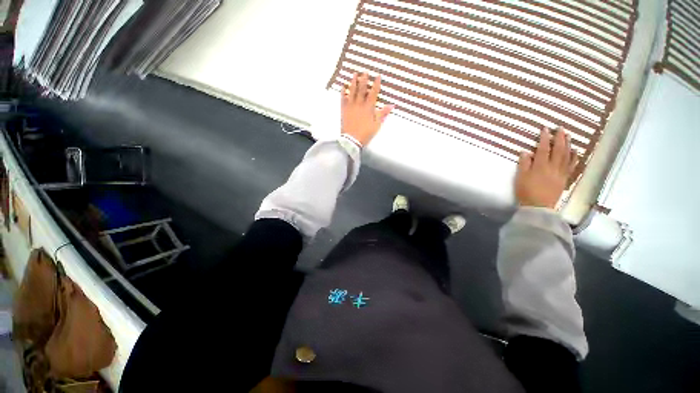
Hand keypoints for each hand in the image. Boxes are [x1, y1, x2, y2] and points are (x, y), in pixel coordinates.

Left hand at [341, 72, 393, 145]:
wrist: (352, 139)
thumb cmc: (366, 133)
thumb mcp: (377, 124)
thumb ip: (383, 114)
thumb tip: (392, 105)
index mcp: (369, 107)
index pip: (373, 93)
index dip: (376, 84)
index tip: (378, 76)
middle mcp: (359, 104)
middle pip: (362, 89)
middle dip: (364, 79)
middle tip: (365, 71)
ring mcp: (351, 106)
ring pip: (352, 91)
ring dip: (353, 82)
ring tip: (354, 74)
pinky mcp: (344, 110)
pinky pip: (343, 98)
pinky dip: (343, 92)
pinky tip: (343, 86)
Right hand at [515, 127, 578, 208]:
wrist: (538, 206)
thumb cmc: (526, 192)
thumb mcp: (520, 178)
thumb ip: (523, 164)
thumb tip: (525, 152)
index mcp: (540, 166)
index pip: (543, 149)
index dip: (544, 138)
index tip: (545, 129)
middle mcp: (553, 167)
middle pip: (558, 150)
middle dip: (559, 138)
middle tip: (560, 128)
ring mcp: (561, 173)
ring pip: (566, 156)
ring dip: (568, 144)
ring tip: (568, 135)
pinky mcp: (564, 178)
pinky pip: (571, 166)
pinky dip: (574, 157)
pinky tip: (575, 151)